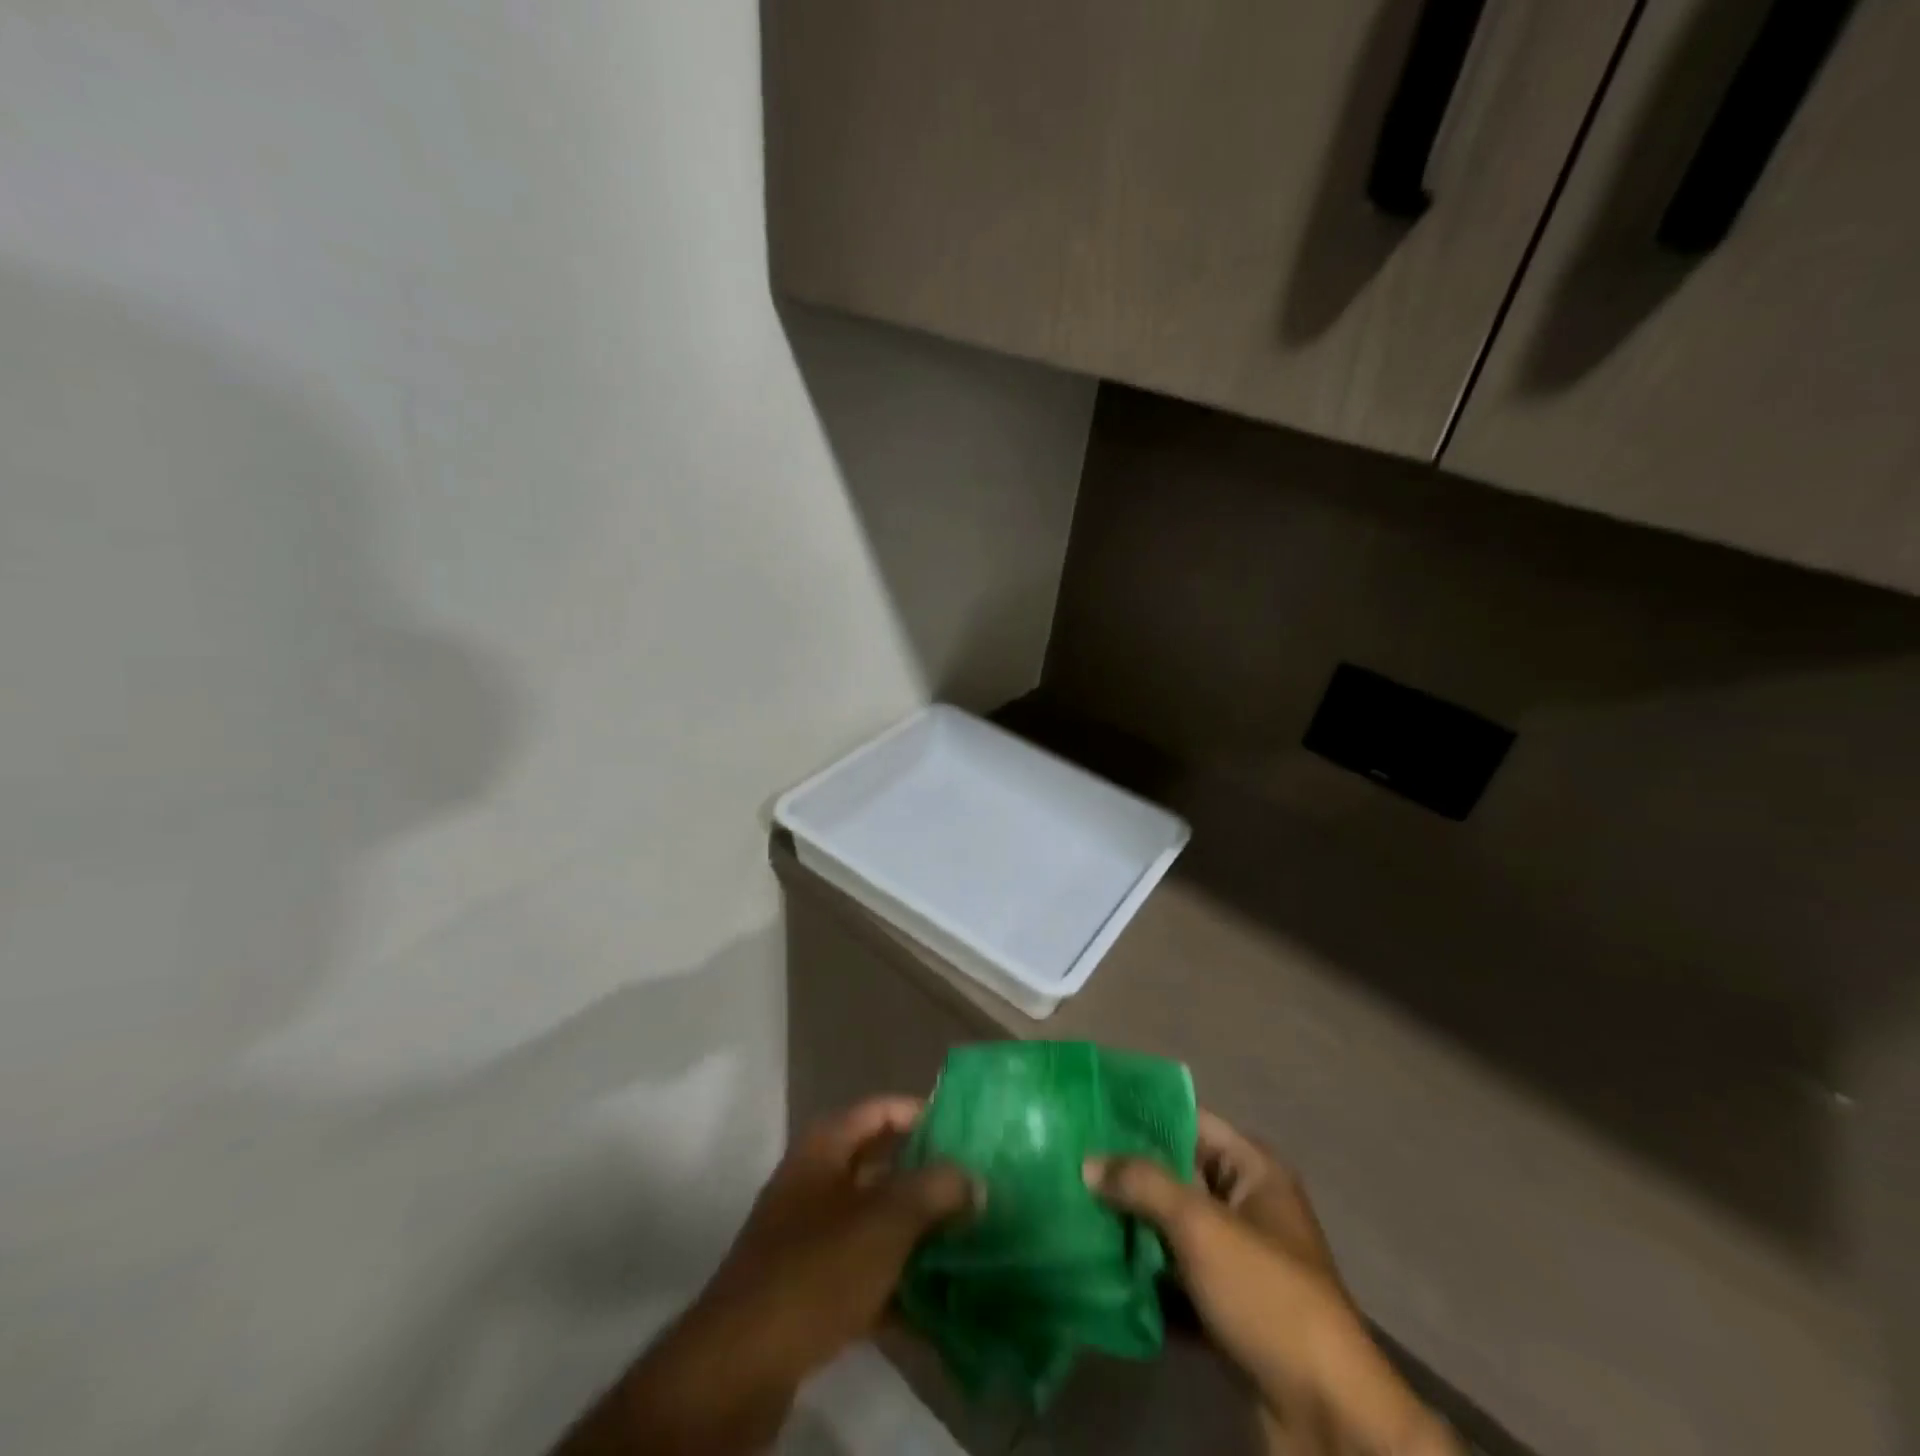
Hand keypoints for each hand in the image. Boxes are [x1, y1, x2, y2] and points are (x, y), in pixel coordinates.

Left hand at [701, 1094, 975, 1379]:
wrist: (740, 1366)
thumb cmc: (816, 1269)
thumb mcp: (885, 1220)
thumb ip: (936, 1190)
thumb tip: (973, 1178)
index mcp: (826, 1147)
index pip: (883, 1110)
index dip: (924, 1115)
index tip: (969, 1135)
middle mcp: (816, 1181)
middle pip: (883, 1168)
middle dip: (929, 1181)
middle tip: (979, 1193)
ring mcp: (810, 1237)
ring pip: (876, 1224)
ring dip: (918, 1237)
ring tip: (970, 1248)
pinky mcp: (810, 1289)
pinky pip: (864, 1275)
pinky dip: (897, 1288)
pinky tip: (939, 1312)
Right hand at [1088, 1111, 1458, 1455]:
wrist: (1326, 1417)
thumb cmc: (1266, 1294)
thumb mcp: (1200, 1226)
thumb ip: (1142, 1184)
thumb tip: (1089, 1161)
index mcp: (1254, 1171)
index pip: (1190, 1121)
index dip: (1143, 1114)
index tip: (1091, 1111)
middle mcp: (1247, 1208)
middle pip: (1177, 1176)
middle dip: (1128, 1175)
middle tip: (1072, 1165)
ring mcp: (1238, 1263)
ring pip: (1172, 1231)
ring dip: (1132, 1229)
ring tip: (1075, 1213)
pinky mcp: (1227, 1313)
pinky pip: (1176, 1281)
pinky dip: (1145, 1280)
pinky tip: (1100, 1273)